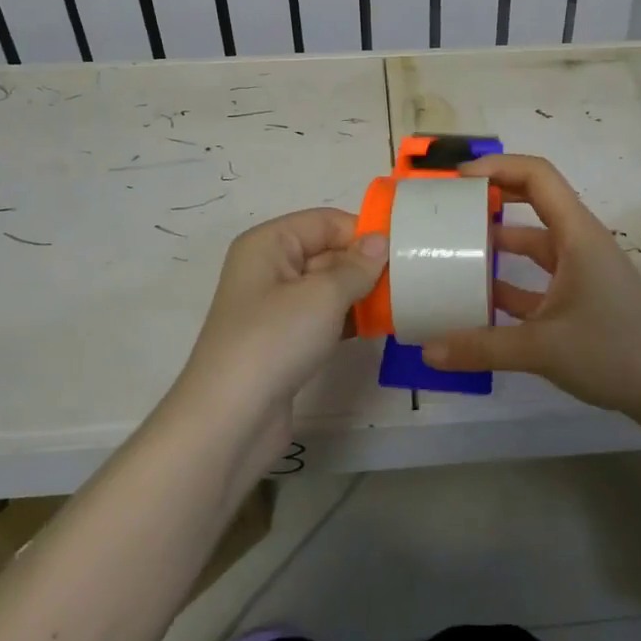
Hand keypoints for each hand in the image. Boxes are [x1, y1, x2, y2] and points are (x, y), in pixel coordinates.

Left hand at [172, 209, 385, 431]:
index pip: (325, 221)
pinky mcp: (283, 341)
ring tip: (400, 303)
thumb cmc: (275, 340)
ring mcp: (274, 307)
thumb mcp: (323, 295)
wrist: (231, 418)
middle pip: (327, 252)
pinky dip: (348, 320)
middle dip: (365, 265)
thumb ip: (357, 266)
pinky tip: (378, 328)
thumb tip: (380, 241)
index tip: (403, 252)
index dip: (362, 232)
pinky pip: (323, 317)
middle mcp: (268, 268)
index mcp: (268, 243)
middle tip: (409, 280)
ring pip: (327, 287)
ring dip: (360, 294)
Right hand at [422, 155, 640, 422]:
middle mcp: (578, 244)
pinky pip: (535, 280)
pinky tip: (477, 300)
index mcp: (576, 234)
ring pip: (531, 244)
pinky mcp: (579, 299)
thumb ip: (483, 347)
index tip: (457, 180)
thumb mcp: (543, 348)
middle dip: (491, 199)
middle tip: (448, 208)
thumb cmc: (615, 351)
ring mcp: (579, 272)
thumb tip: (429, 350)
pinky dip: (508, 283)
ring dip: (496, 244)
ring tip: (452, 251)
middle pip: (532, 202)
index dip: (497, 167)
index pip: (537, 176)